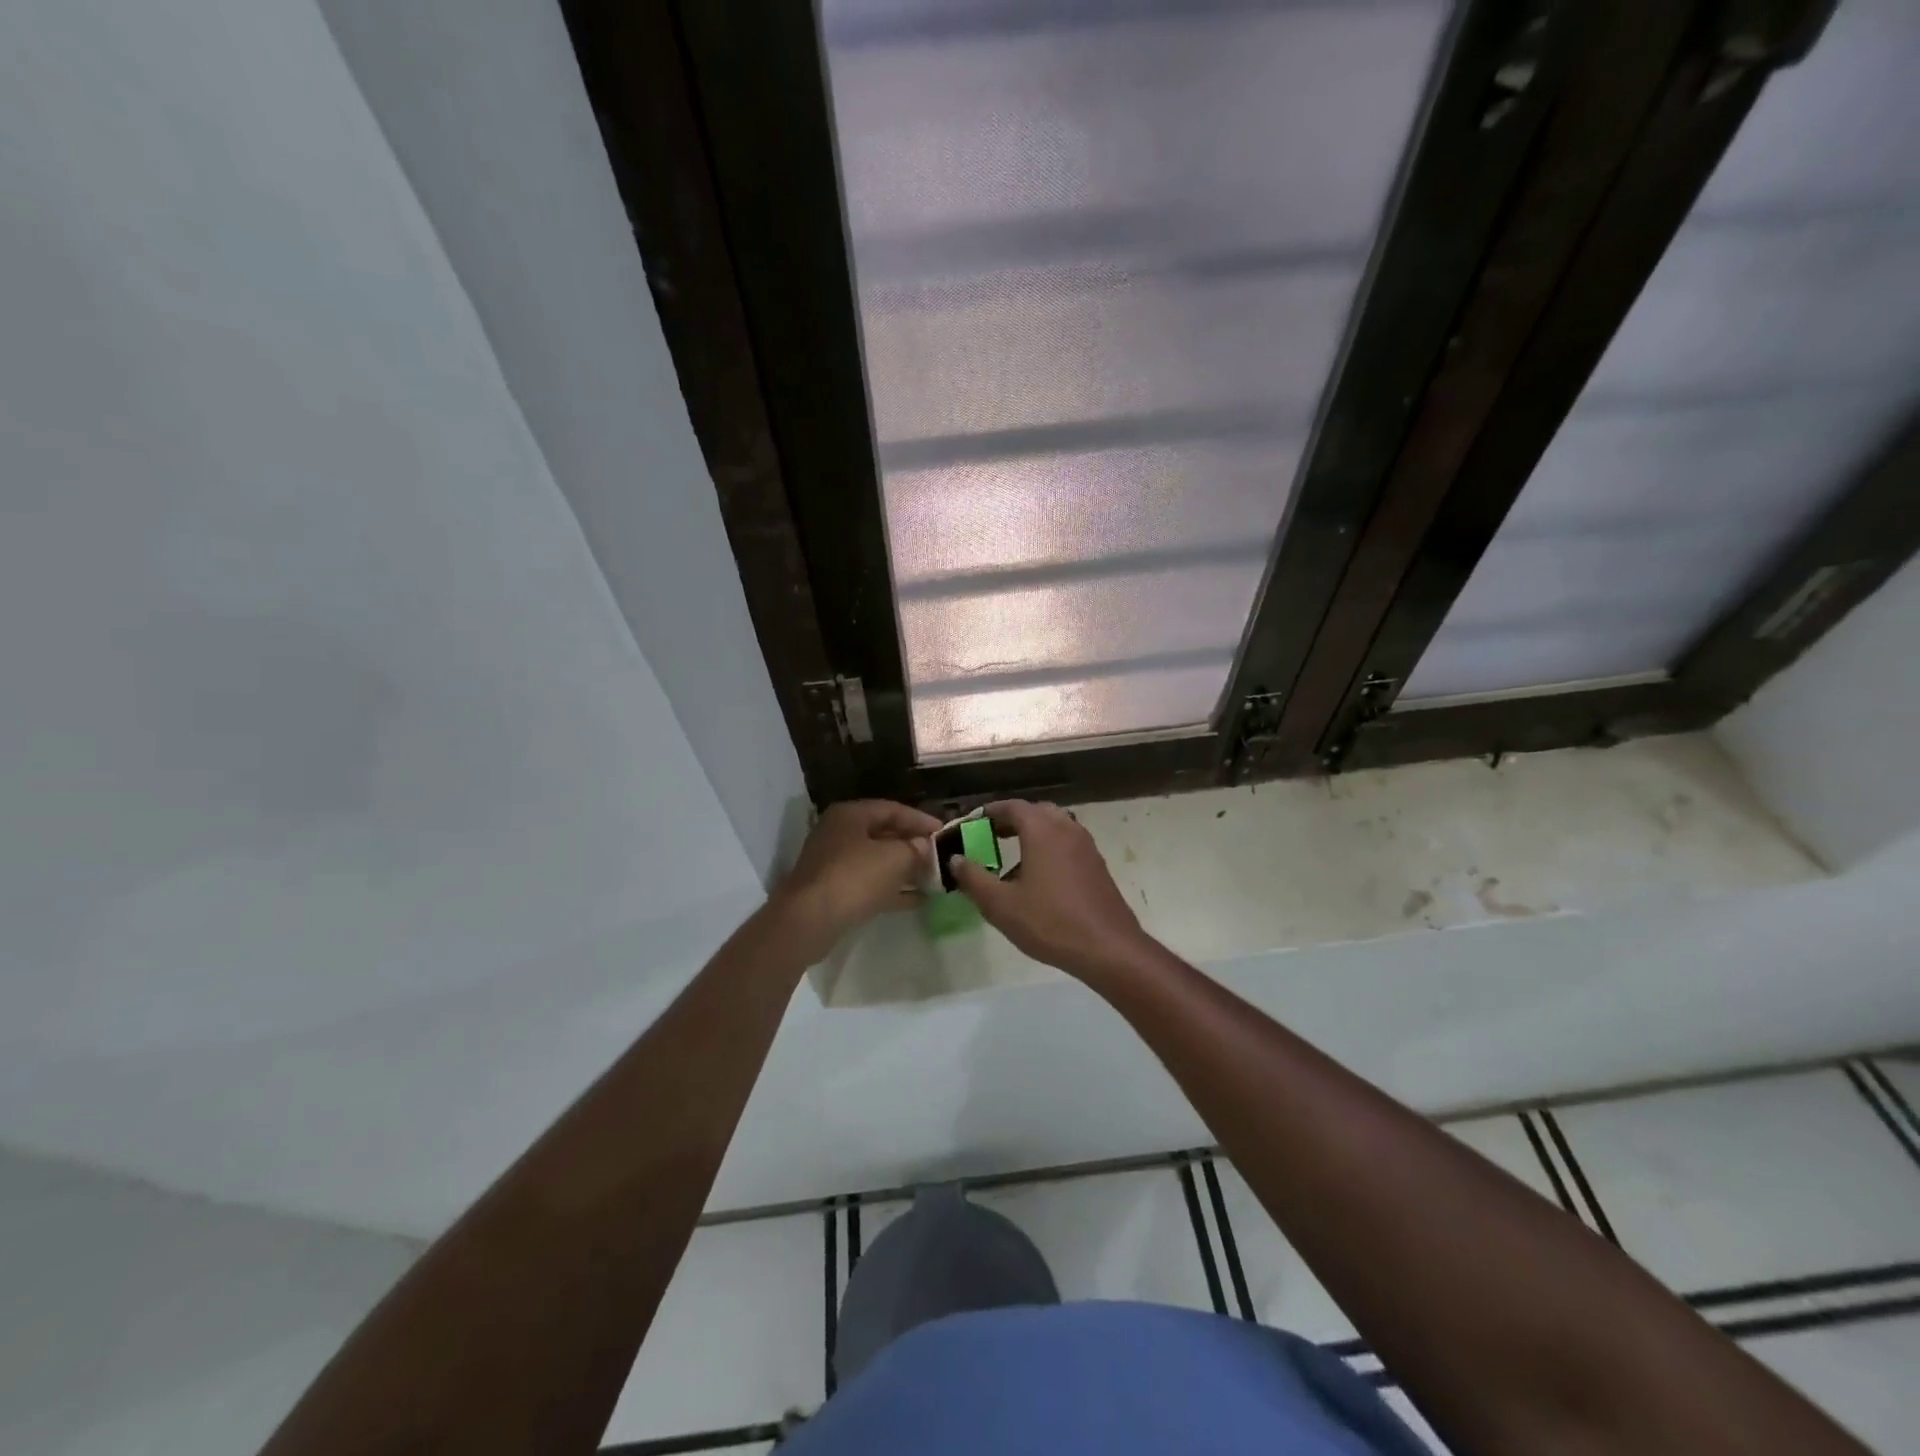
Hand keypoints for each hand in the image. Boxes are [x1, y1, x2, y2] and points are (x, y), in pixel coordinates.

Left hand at [772, 800, 939, 961]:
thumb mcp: (894, 858)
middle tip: (941, 856)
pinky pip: (870, 884)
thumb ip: (916, 849)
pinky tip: (918, 900)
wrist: (809, 921)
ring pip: (877, 860)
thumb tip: (925, 846)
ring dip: (905, 869)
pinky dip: (893, 889)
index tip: (946, 833)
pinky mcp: (833, 890)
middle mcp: (840, 833)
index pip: (893, 809)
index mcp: (851, 815)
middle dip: (914, 845)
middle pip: (884, 834)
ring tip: (935, 878)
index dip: (921, 820)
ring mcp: (834, 863)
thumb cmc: (853, 878)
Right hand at [947, 800, 1156, 982]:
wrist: (1108, 948)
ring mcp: (1086, 847)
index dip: (990, 812)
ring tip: (1011, 860)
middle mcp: (1066, 829)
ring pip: (1055, 827)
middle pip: (1036, 812)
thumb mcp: (1000, 905)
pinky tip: (1038, 880)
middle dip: (1012, 821)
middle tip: (990, 837)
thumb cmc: (1050, 922)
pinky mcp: (1097, 866)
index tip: (972, 824)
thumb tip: (956, 859)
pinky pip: (1067, 845)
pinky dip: (1049, 849)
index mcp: (1042, 830)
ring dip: (1032, 835)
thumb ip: (974, 878)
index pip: (1012, 807)